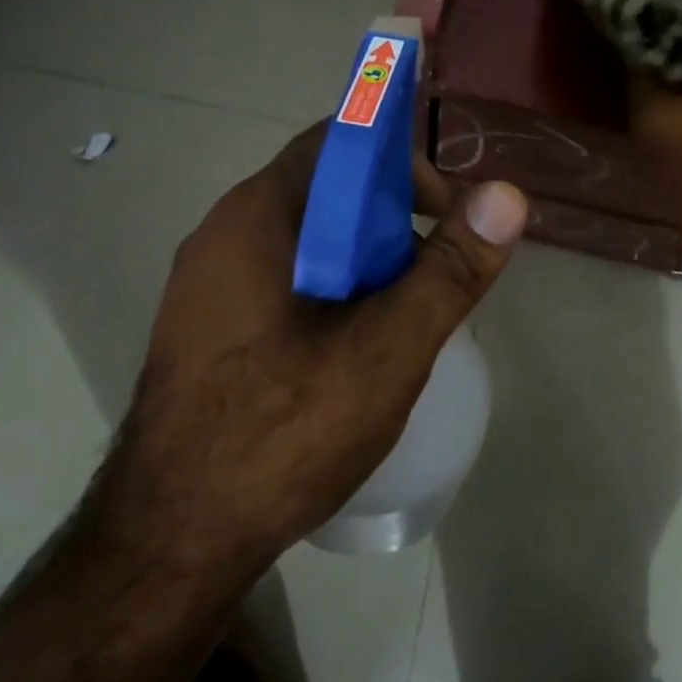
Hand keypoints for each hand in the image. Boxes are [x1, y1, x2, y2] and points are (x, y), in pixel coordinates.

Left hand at [84, 124, 527, 579]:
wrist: (173, 540)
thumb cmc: (284, 432)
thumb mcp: (387, 349)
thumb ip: (449, 270)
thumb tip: (507, 195)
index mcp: (257, 218)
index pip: (337, 141)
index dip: (401, 162)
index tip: (444, 214)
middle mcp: (222, 235)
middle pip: (323, 192)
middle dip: (390, 222)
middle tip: (432, 278)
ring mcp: (206, 286)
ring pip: (305, 242)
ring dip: (363, 263)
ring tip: (401, 320)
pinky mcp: (206, 330)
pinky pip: (281, 282)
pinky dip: (329, 293)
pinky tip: (351, 352)